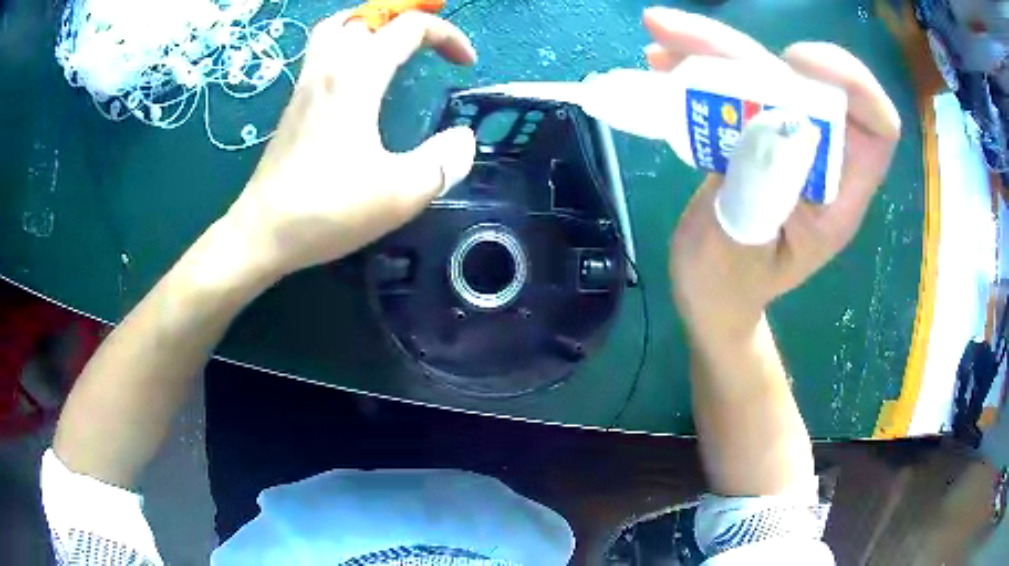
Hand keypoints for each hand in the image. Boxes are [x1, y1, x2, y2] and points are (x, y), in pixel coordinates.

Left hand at [225, 11, 477, 277]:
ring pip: (335, 28)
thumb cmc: (327, 210)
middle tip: (427, 43)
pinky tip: (356, 76)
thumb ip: (443, 162)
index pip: (409, 27)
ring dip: (368, 26)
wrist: (262, 233)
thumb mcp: (400, 194)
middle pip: (366, 16)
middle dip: (405, 20)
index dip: (447, 36)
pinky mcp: (292, 105)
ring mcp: (305, 85)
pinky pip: (320, 52)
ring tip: (390, 44)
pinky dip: (345, 46)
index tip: (466, 65)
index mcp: (356, 77)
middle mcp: (328, 68)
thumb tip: (463, 140)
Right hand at [643, 7, 900, 337]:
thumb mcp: (743, 252)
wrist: (709, 293)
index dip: (851, 83)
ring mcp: (782, 139)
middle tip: (675, 31)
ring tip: (658, 33)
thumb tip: (766, 119)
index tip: (795, 61)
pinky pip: (731, 87)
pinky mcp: (751, 132)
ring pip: (760, 76)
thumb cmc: (729, 287)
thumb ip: (759, 191)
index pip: (877, 127)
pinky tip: (662, 60)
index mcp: (837, 194)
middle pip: (799, 84)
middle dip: (743, 52)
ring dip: (710, 49)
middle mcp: (818, 156)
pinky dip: (698, 66)